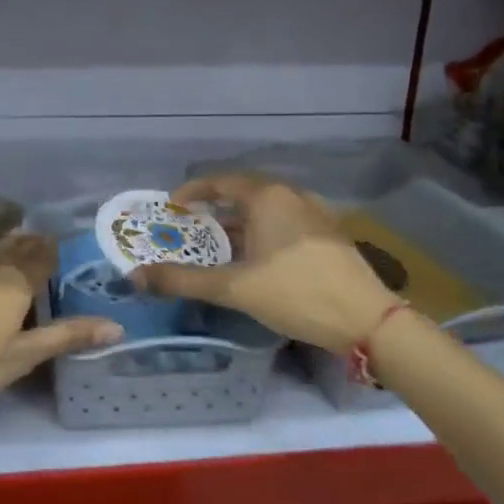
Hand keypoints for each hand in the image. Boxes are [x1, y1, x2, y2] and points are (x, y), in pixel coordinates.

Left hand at [0, 219, 120, 426]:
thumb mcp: (17, 362)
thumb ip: (65, 338)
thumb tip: (117, 325)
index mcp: (15, 287)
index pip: (43, 261)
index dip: (55, 254)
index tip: (66, 246)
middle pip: (16, 250)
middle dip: (32, 245)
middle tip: (44, 240)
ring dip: (4, 240)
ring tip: (17, 232)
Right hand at [131, 175, 399, 350]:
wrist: (368, 321)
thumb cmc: (297, 294)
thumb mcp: (235, 288)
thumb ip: (183, 280)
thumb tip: (135, 277)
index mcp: (268, 197)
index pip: (221, 182)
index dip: (193, 192)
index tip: (172, 207)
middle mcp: (292, 195)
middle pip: (244, 195)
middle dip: (214, 211)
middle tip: (190, 230)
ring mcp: (315, 214)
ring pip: (266, 212)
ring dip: (239, 225)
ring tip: (218, 248)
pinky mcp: (329, 235)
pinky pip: (285, 224)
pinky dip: (262, 234)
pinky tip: (257, 261)